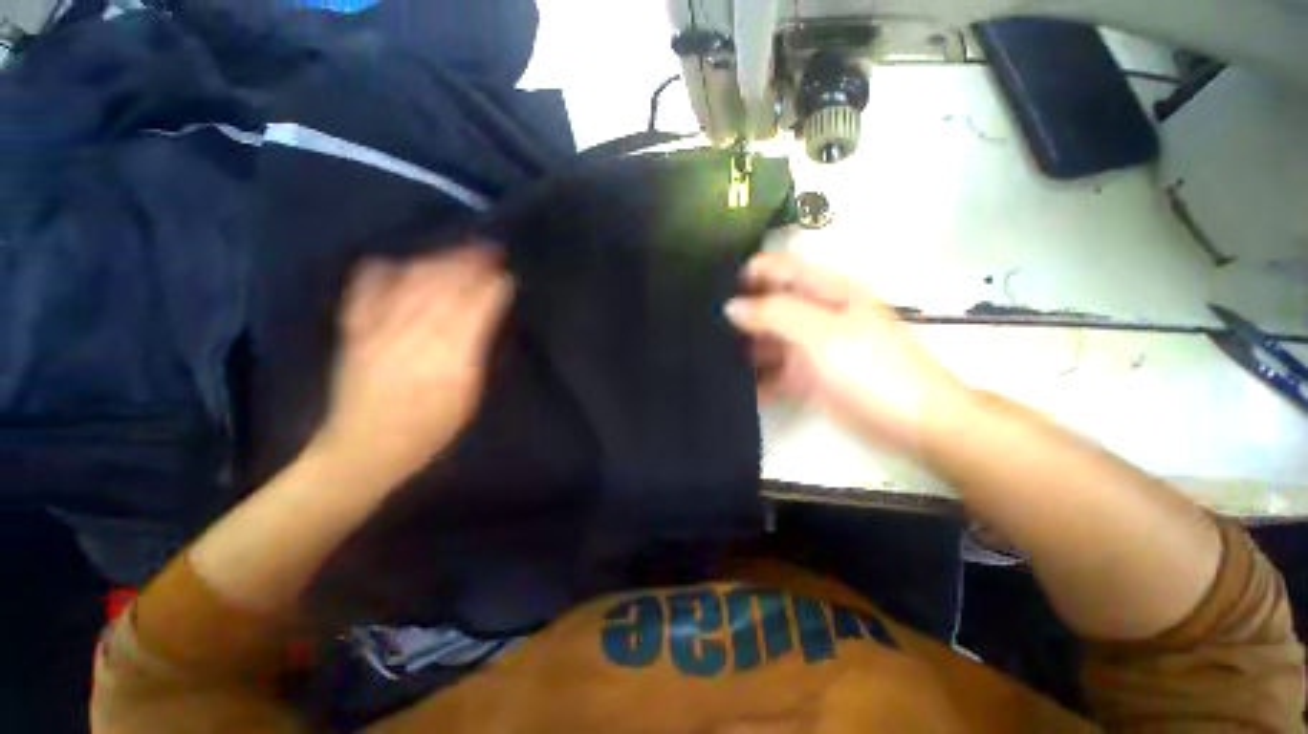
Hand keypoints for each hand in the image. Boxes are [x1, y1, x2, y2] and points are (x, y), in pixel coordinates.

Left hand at [313, 246, 512, 484]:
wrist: (364, 448)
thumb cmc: (431, 429)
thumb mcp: (468, 396)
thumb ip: (478, 352)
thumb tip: (488, 316)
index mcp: (450, 358)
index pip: (476, 307)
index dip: (493, 287)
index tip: (508, 275)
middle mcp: (415, 336)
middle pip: (446, 286)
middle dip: (470, 264)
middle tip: (489, 250)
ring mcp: (379, 328)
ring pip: (413, 280)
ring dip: (438, 260)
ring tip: (457, 252)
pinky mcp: (354, 329)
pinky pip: (367, 287)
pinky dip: (385, 269)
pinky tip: (400, 262)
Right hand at [725, 251, 970, 451]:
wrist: (911, 423)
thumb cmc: (869, 368)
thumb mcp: (820, 334)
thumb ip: (774, 314)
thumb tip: (731, 306)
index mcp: (826, 290)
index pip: (780, 268)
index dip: (748, 274)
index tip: (714, 291)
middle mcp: (815, 313)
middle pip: (770, 304)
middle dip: (740, 313)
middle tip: (705, 328)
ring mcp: (810, 346)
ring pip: (768, 338)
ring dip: (743, 346)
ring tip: (711, 356)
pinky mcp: (807, 375)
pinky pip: (774, 369)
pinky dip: (756, 376)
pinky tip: (735, 385)